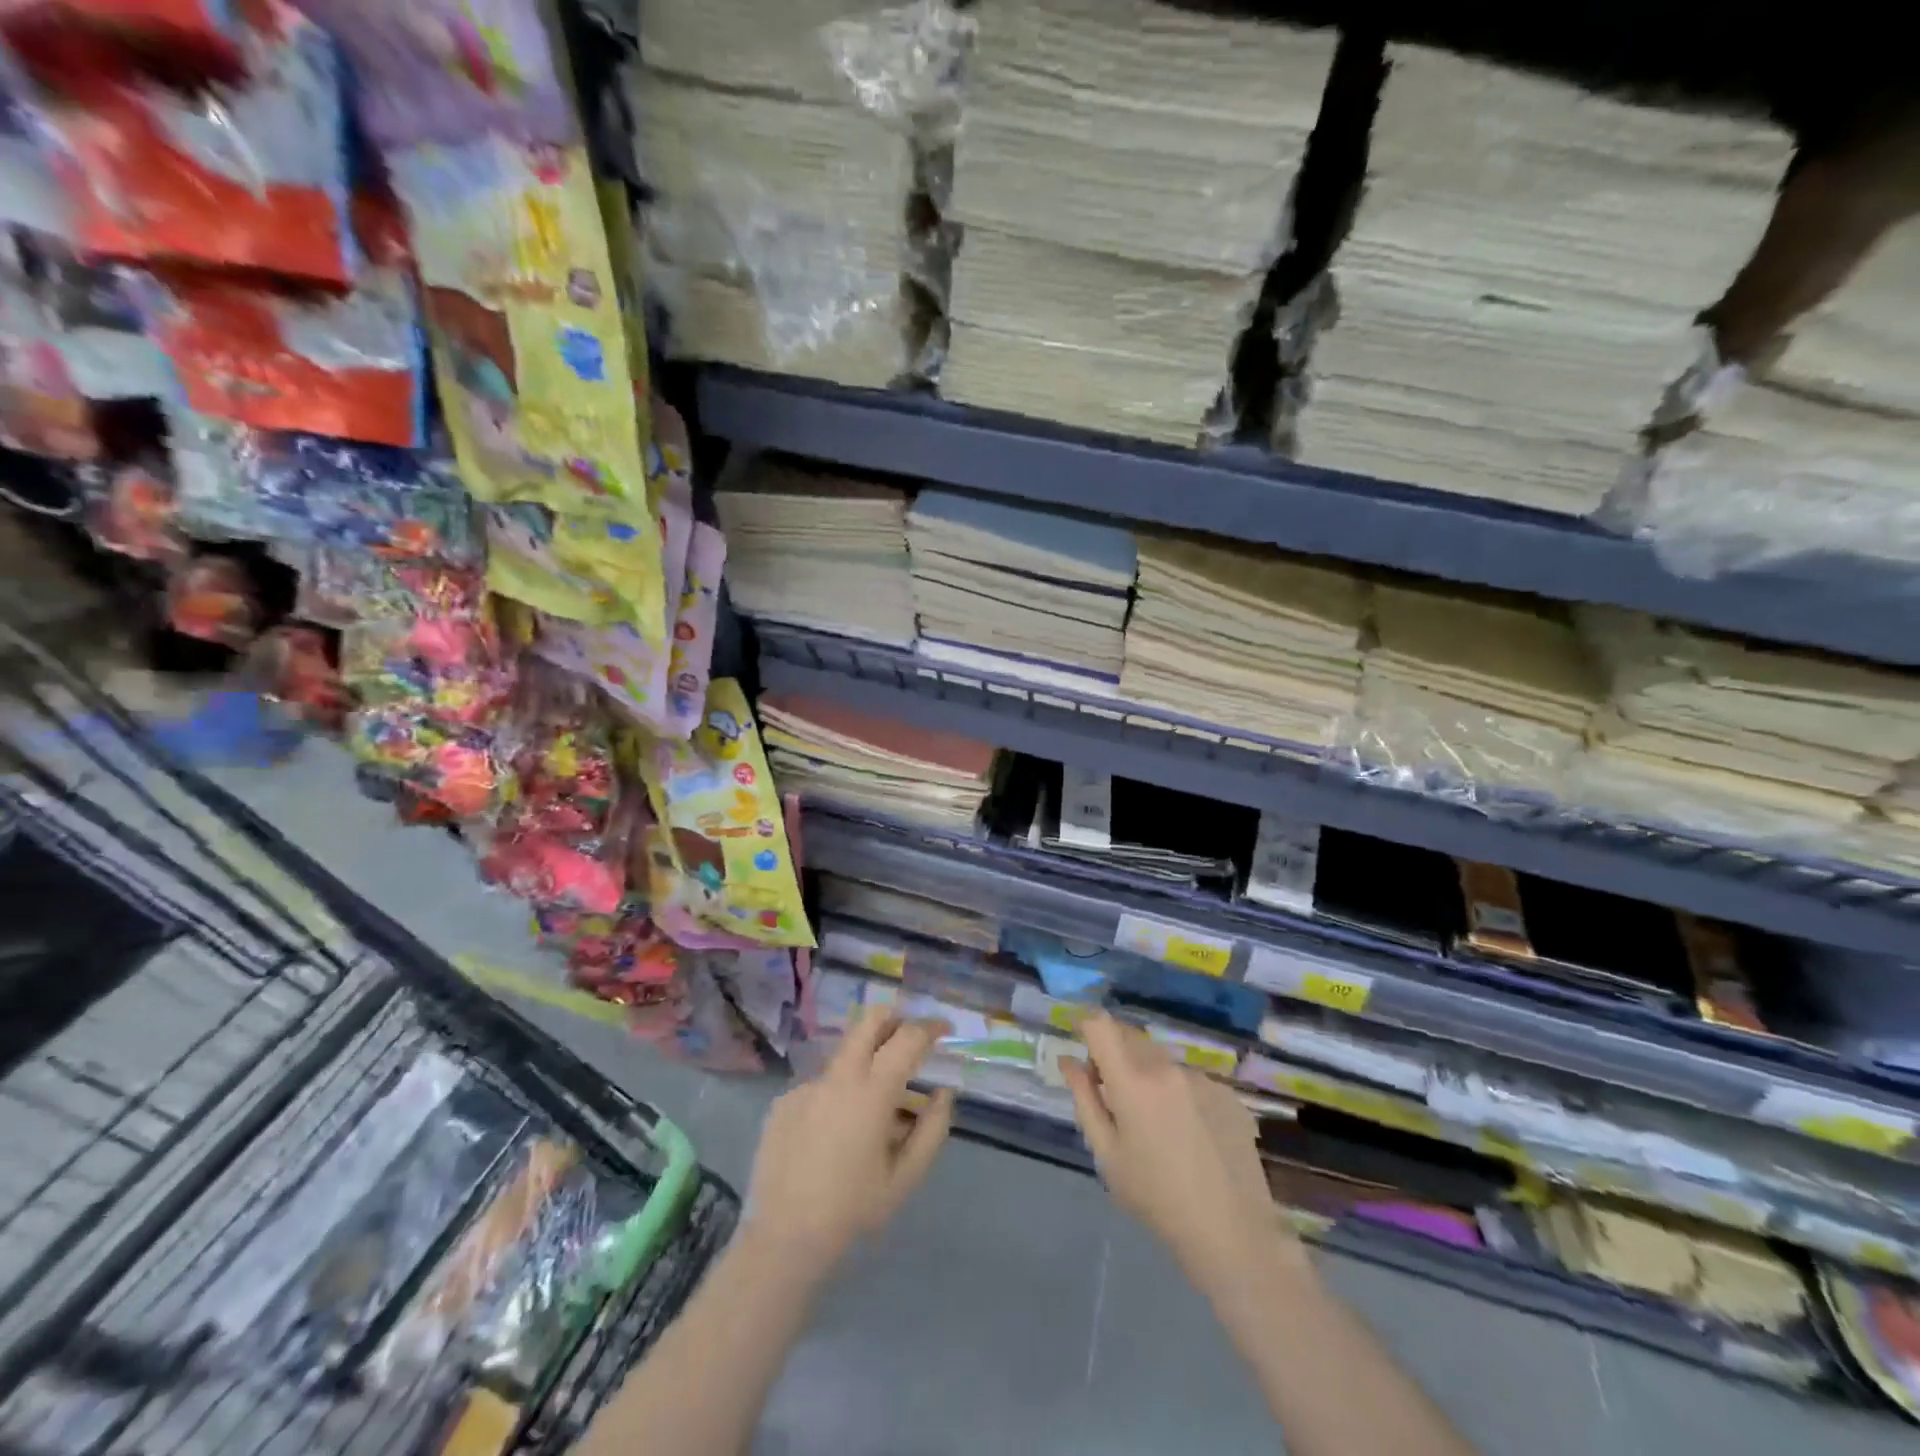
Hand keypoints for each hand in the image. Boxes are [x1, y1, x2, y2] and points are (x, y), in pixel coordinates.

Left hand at [744, 1009, 954, 1269]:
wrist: (782, 1240)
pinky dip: (837, 1096)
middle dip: (894, 1020)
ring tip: (872, 1112)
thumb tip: (942, 1093)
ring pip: (844, 1055)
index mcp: (871, 1092)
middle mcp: (837, 1076)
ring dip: (866, 1064)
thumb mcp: (905, 1178)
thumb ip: (932, 1129)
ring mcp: (806, 1086)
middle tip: (908, 1040)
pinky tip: (833, 1137)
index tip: (944, 1029)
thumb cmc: (852, 1210)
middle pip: (868, 1021)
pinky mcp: (784, 1101)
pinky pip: (820, 1086)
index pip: (907, 1038)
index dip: (930, 1027)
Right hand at [1062, 1014, 1283, 1292]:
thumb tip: (1069, 1061)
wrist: (1231, 1234)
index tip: (1082, 1045)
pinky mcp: (1227, 1094)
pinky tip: (1189, 1135)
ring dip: (1148, 1074)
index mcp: (1133, 1080)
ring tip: (1156, 1123)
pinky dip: (1179, 1093)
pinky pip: (1190, 1079)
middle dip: (1114, 1052)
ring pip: (1161, 1059)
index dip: (1086, 1026)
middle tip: (1112, 1094)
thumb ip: (1085, 1099)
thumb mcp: (1107, 1155)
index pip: (1101, 1025)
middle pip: (1130, 1036)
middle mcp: (1167, 1067)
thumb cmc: (1156, 1198)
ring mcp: (1202, 1078)